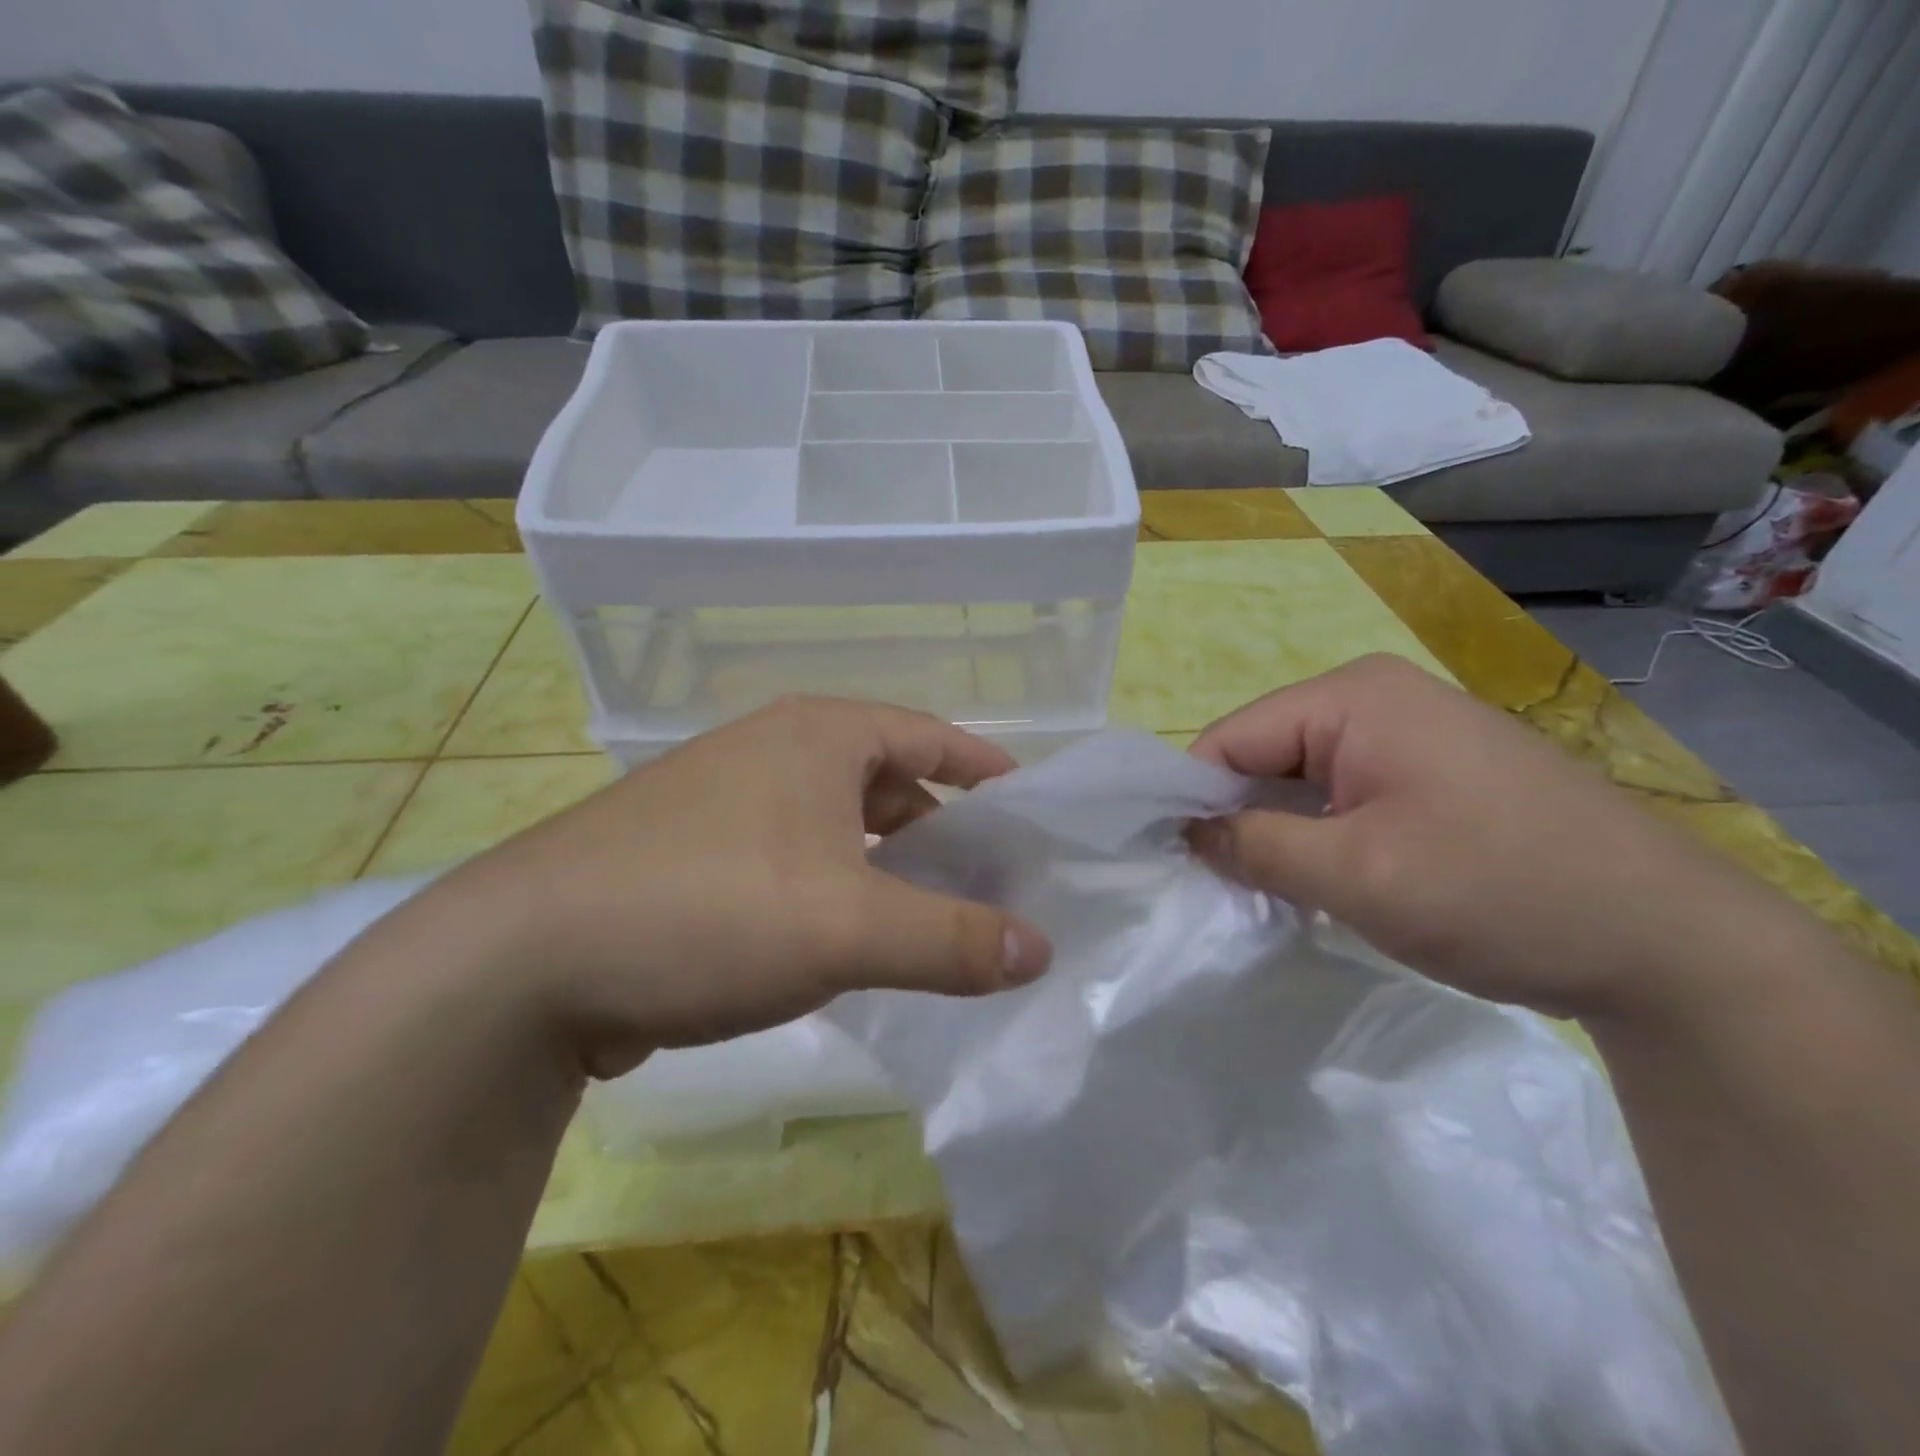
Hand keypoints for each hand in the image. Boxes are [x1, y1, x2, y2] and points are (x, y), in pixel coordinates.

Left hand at [430, 697, 1052, 1076]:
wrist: (522, 962)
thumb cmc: (709, 910)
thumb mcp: (850, 926)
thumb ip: (954, 940)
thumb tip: (1040, 950)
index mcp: (819, 736)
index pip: (930, 735)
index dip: (985, 770)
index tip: (1029, 809)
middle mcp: (774, 752)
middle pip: (887, 782)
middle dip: (942, 831)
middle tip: (989, 884)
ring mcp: (726, 802)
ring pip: (837, 827)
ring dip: (886, 868)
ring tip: (928, 922)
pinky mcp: (692, 855)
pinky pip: (794, 862)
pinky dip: (835, 892)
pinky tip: (847, 945)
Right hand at [1187, 655, 1781, 1021]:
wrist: (1672, 946)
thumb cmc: (1497, 891)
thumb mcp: (1355, 875)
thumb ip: (1254, 846)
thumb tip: (1187, 833)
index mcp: (1352, 697)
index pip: (1230, 738)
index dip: (1192, 799)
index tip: (1174, 864)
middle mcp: (1376, 699)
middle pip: (1264, 755)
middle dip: (1239, 819)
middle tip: (1226, 889)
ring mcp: (1411, 734)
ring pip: (1302, 780)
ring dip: (1280, 835)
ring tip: (1275, 893)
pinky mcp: (1433, 773)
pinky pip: (1344, 796)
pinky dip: (1321, 838)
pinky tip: (1328, 882)